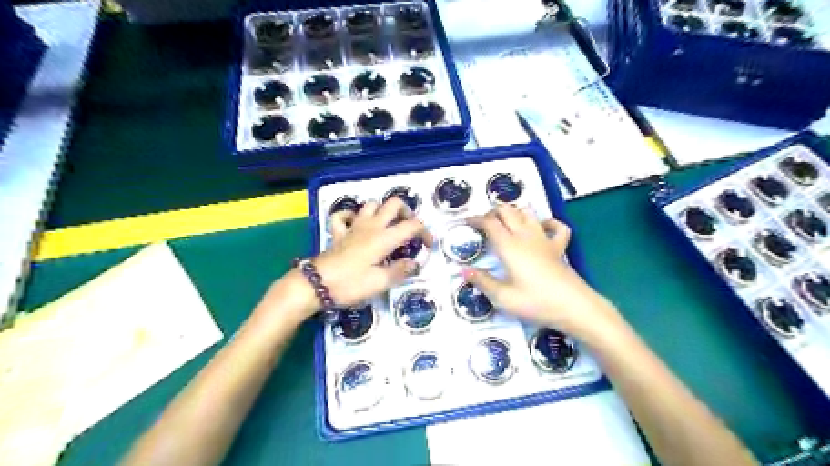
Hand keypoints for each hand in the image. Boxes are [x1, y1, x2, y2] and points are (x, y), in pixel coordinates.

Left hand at [270, 194, 430, 323]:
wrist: (315, 284)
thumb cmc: (350, 284)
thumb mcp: (379, 283)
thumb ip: (400, 271)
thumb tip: (415, 263)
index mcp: (384, 238)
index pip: (412, 225)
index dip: (425, 232)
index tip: (428, 246)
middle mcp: (371, 226)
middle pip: (393, 204)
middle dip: (407, 212)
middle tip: (410, 229)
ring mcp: (353, 227)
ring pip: (371, 205)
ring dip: (382, 211)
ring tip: (388, 226)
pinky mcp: (339, 233)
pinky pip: (344, 216)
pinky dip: (352, 216)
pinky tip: (356, 225)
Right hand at [464, 207, 618, 339]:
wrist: (574, 307)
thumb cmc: (536, 302)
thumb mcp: (503, 297)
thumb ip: (483, 282)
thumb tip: (463, 271)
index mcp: (509, 246)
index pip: (490, 223)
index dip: (476, 219)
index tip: (466, 223)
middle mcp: (525, 236)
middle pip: (507, 211)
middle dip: (492, 212)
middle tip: (483, 223)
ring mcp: (544, 240)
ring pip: (528, 213)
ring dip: (515, 212)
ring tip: (505, 222)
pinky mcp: (559, 247)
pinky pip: (556, 226)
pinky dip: (547, 222)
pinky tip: (541, 227)